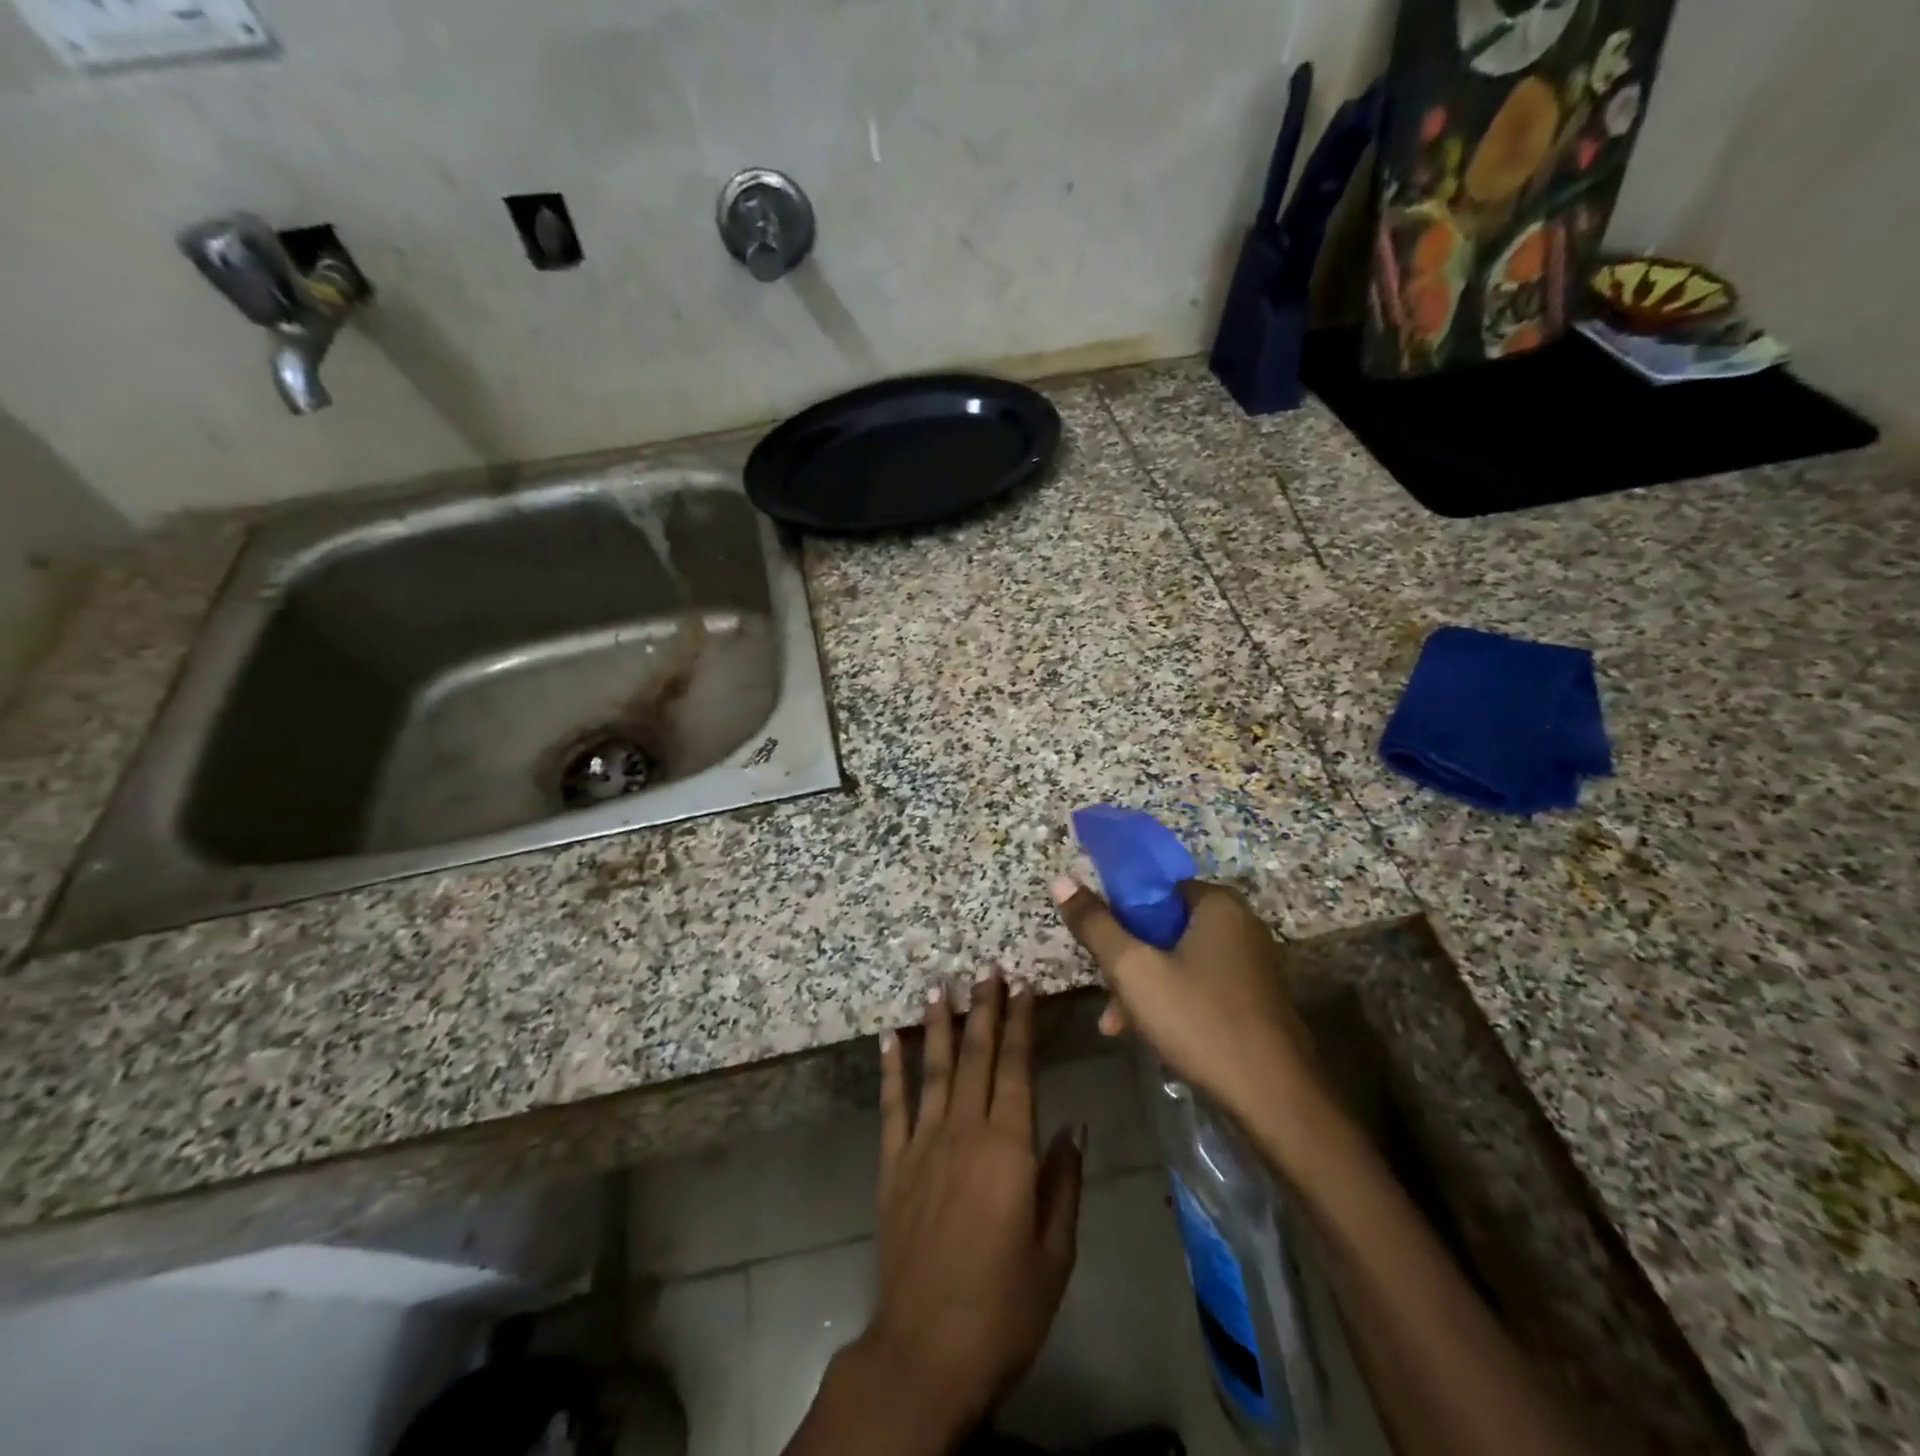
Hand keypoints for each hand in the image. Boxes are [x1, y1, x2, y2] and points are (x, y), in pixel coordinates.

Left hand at [859, 972, 1083, 1442]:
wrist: (925, 1351)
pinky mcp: (892, 1165)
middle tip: (986, 967)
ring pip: (933, 1068)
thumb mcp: (1055, 1252)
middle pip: (976, 1055)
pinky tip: (889, 1037)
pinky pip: (892, 1105)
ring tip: (941, 984)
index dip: (1021, 1023)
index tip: (1022, 986)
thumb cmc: (1004, 1307)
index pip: (1018, 1068)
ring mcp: (923, 1144)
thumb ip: (1064, 1182)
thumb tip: (1072, 1124)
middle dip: (984, 1008)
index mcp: (1009, 1148)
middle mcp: (964, 1131)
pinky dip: (890, 1068)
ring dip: (938, 1023)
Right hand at [1049, 876, 1326, 1151]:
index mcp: (1217, 904)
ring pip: (1179, 960)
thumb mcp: (1133, 970)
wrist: (1275, 1100)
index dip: (1120, 913)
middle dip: (1129, 960)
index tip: (1100, 947)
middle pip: (1164, 927)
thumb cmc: (1199, 1021)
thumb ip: (1095, 925)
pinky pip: (1200, 985)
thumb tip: (1061, 879)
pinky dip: (1172, 1002)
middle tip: (1108, 994)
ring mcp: (1251, 964)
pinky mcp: (1255, 999)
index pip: (1155, 888)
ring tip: (1118, 1025)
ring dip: (1145, 987)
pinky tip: (1150, 1036)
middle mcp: (1240, 925)